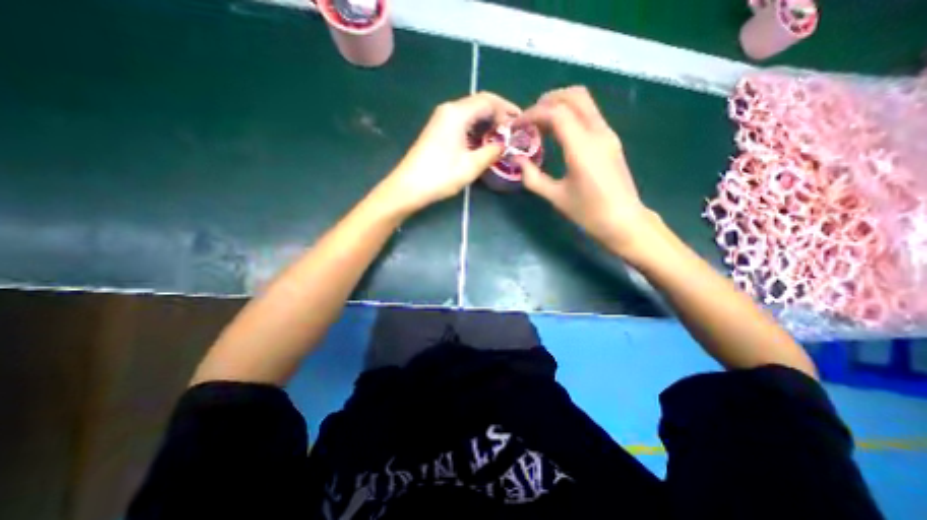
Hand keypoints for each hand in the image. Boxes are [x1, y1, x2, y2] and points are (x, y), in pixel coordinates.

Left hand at [376, 92, 520, 213]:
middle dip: (498, 115)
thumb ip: (491, 152)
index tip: (519, 123)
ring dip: (487, 123)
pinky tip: (484, 142)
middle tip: (513, 131)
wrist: (408, 187)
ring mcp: (441, 120)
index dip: (506, 109)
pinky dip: (476, 129)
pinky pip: (462, 123)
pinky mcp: (438, 130)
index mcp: (457, 113)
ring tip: (502, 138)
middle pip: (479, 103)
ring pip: (471, 113)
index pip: (488, 100)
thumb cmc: (439, 176)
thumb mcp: (470, 166)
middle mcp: (448, 110)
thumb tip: (503, 145)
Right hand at [514, 87, 659, 257]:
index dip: (532, 114)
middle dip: (546, 101)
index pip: (556, 113)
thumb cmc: (588, 212)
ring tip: (540, 124)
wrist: (623, 221)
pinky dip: (569, 114)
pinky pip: (588, 114)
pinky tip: (557, 133)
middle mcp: (598, 132)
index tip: (517, 125)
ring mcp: (607, 134)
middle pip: (573, 96)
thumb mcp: (555, 197)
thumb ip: (533, 177)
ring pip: (584, 101)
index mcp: (582, 147)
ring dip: (559, 105)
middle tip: (528, 120)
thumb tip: (518, 160)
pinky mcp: (610, 140)